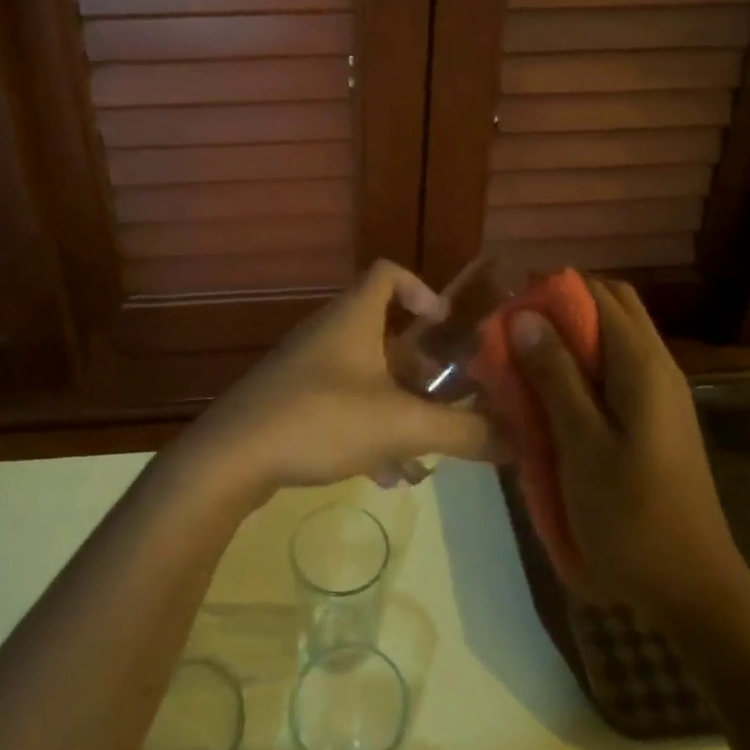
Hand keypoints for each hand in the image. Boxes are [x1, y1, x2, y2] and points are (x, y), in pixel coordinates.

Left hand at [179, 260, 496, 507]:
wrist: (231, 457)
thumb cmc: (322, 419)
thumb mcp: (402, 425)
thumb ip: (463, 431)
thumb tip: (518, 439)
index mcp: (353, 317)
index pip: (388, 273)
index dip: (421, 289)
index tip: (445, 325)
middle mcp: (328, 333)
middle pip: (385, 334)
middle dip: (420, 369)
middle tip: (448, 400)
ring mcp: (305, 367)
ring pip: (366, 377)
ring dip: (397, 409)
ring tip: (422, 455)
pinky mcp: (290, 400)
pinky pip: (341, 405)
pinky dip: (367, 429)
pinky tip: (382, 476)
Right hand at [511, 277, 749, 628]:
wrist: (692, 590)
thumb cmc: (631, 516)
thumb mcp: (581, 445)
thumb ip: (555, 376)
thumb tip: (525, 316)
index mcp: (642, 366)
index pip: (600, 295)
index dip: (553, 289)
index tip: (510, 304)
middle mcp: (658, 368)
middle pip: (612, 310)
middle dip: (563, 309)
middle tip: (517, 333)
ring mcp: (661, 396)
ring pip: (614, 342)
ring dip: (571, 341)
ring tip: (526, 364)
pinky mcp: (657, 422)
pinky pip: (617, 374)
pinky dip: (584, 370)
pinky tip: (553, 400)